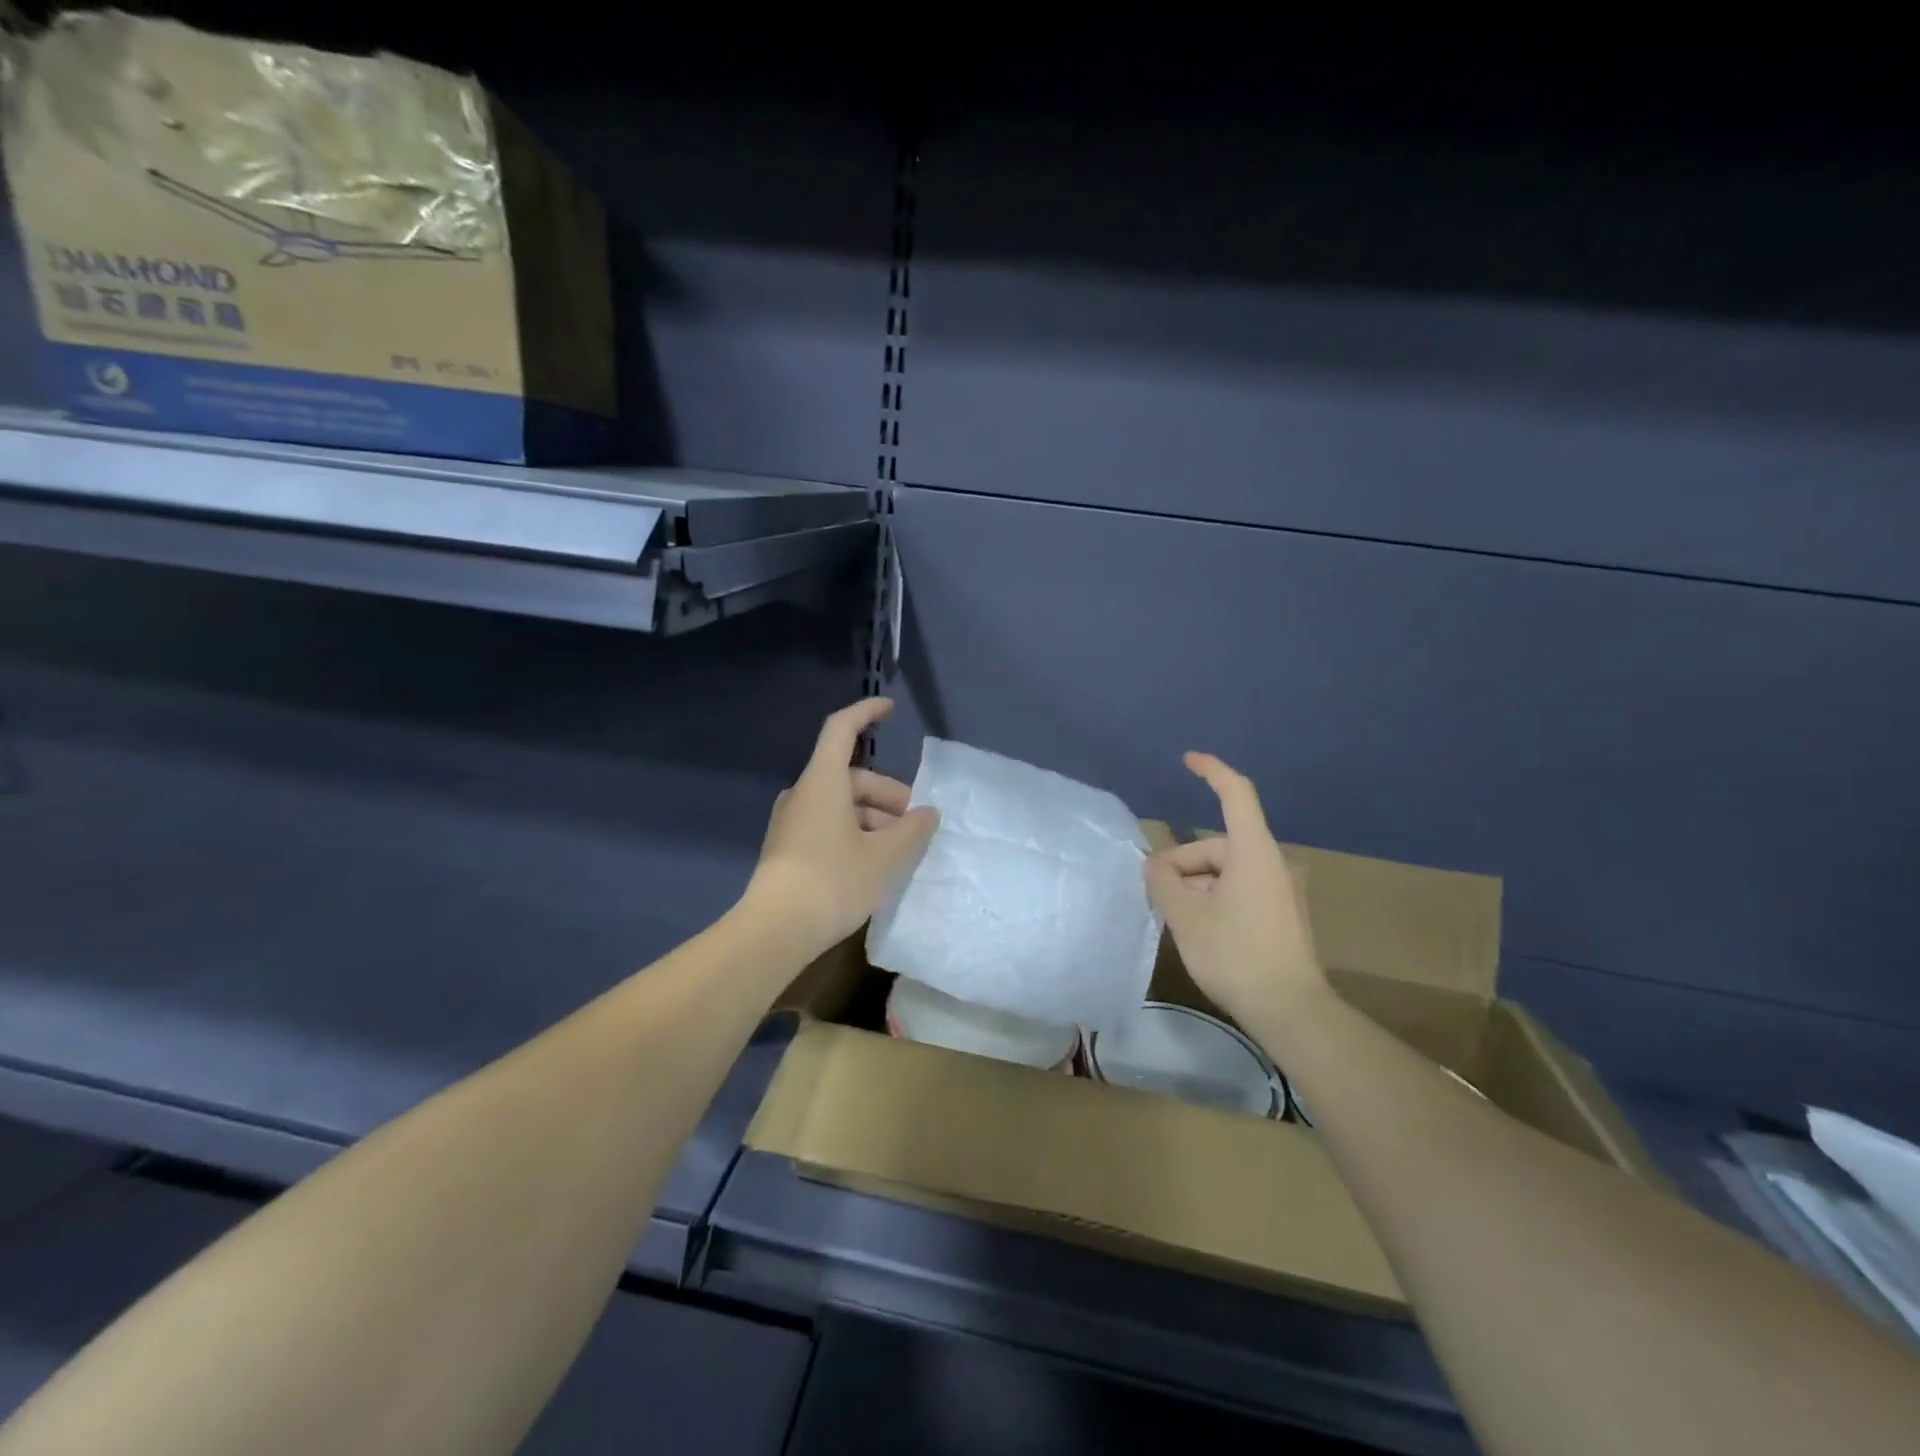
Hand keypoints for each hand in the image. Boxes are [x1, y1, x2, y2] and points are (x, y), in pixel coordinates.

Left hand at [744, 698, 938, 954]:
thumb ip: (912, 830)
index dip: (866, 712)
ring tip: (899, 851)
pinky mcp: (787, 848)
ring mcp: (791, 822)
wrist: (774, 931)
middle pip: (851, 776)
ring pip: (841, 804)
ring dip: (873, 818)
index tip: (890, 708)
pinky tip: (872, 864)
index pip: (842, 729)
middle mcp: (803, 794)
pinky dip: (854, 833)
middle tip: (914, 824)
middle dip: (887, 794)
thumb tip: (927, 813)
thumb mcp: (885, 857)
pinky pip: (827, 825)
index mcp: (823, 782)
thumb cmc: (833, 882)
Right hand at [1144, 752, 1324, 1026]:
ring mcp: (1281, 890)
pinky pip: (1239, 890)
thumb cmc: (1235, 954)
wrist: (1290, 1010)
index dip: (1212, 771)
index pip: (1235, 794)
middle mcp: (1272, 863)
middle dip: (1182, 863)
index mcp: (1253, 852)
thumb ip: (1163, 880)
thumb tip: (1156, 866)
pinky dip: (1214, 898)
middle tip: (1156, 894)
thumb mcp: (1185, 916)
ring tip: (1176, 918)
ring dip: (1196, 885)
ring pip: (1226, 871)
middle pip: (1217, 845)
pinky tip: (1199, 928)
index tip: (1188, 759)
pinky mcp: (1282, 914)